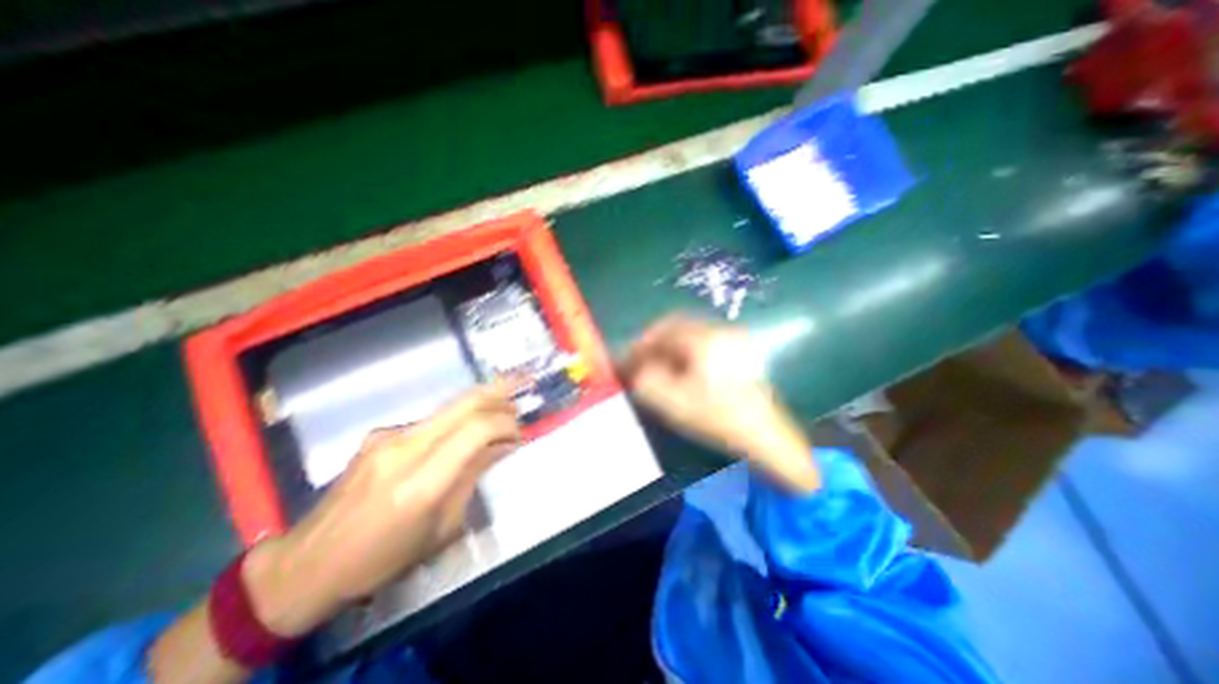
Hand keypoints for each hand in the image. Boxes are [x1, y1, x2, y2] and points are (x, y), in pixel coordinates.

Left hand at [241, 383, 518, 639]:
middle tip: (524, 385)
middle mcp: (404, 447)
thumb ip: (472, 478)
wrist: (305, 565)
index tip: (521, 432)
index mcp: (421, 481)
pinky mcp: (379, 434)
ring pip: (449, 406)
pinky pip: (432, 419)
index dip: (506, 423)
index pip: (477, 429)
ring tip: (503, 409)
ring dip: (481, 403)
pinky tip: (465, 431)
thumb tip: (500, 448)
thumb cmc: (381, 559)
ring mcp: (388, 435)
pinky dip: (458, 419)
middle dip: (500, 391)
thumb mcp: (441, 528)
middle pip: (464, 403)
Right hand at [619, 314, 817, 493]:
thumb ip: (646, 381)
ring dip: (669, 348)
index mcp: (704, 339)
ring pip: (690, 336)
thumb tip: (634, 368)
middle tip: (640, 361)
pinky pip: (702, 345)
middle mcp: (719, 332)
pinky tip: (680, 372)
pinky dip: (685, 354)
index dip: (642, 342)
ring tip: (657, 368)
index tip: (628, 358)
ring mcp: (732, 341)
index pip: (664, 329)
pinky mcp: (738, 353)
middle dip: (654, 343)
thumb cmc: (719, 417)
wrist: (766, 436)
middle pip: (677, 328)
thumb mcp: (674, 402)